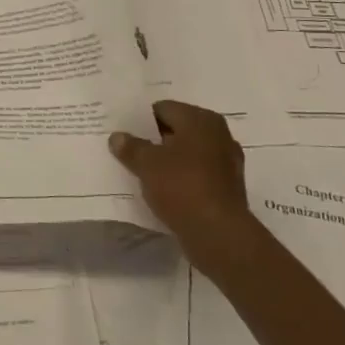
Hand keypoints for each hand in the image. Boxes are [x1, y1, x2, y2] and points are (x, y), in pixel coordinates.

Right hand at [108, 100, 262, 278]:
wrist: (219, 235)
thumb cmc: (182, 187)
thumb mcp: (146, 164)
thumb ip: (130, 147)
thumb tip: (117, 137)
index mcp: (201, 120)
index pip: (163, 109)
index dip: (140, 119)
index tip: (123, 132)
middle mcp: (218, 135)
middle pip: (176, 130)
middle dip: (154, 139)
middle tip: (128, 149)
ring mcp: (226, 163)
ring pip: (186, 154)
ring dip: (167, 161)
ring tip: (141, 171)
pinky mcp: (226, 188)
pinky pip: (195, 175)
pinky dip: (180, 179)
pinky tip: (162, 189)